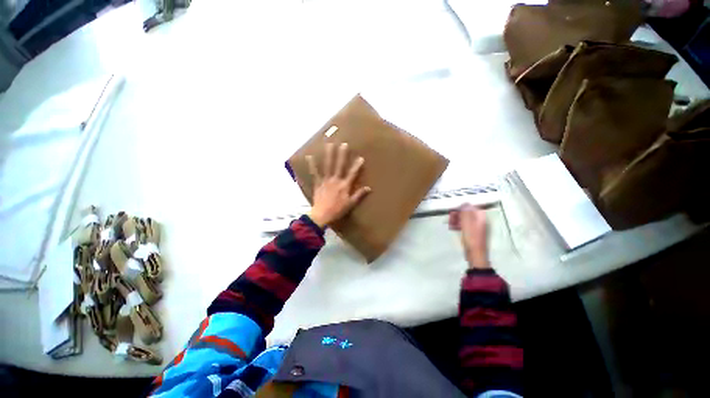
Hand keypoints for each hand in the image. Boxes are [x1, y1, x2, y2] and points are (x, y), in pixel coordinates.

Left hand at [307, 143, 370, 227]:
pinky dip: (312, 165)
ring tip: (329, 144)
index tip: (361, 157)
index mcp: (344, 186)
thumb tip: (369, 188)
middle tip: (343, 144)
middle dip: (342, 155)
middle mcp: (335, 180)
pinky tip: (309, 156)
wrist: (322, 215)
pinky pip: (314, 173)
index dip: (357, 166)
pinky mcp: (318, 183)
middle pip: (339, 166)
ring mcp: (326, 181)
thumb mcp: (351, 204)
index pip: (352, 174)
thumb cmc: (337, 210)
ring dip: (329, 155)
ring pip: (328, 166)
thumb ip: (359, 195)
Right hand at [449, 204, 489, 268]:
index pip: (472, 207)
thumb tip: (465, 203)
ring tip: (450, 223)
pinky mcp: (473, 233)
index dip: (462, 207)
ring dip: (457, 219)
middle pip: (468, 213)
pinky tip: (453, 228)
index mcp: (481, 218)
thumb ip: (466, 213)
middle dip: (458, 214)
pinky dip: (459, 225)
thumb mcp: (467, 224)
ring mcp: (477, 228)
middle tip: (450, 217)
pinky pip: (465, 225)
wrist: (475, 255)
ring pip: (466, 219)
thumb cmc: (471, 238)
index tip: (454, 209)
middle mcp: (481, 221)